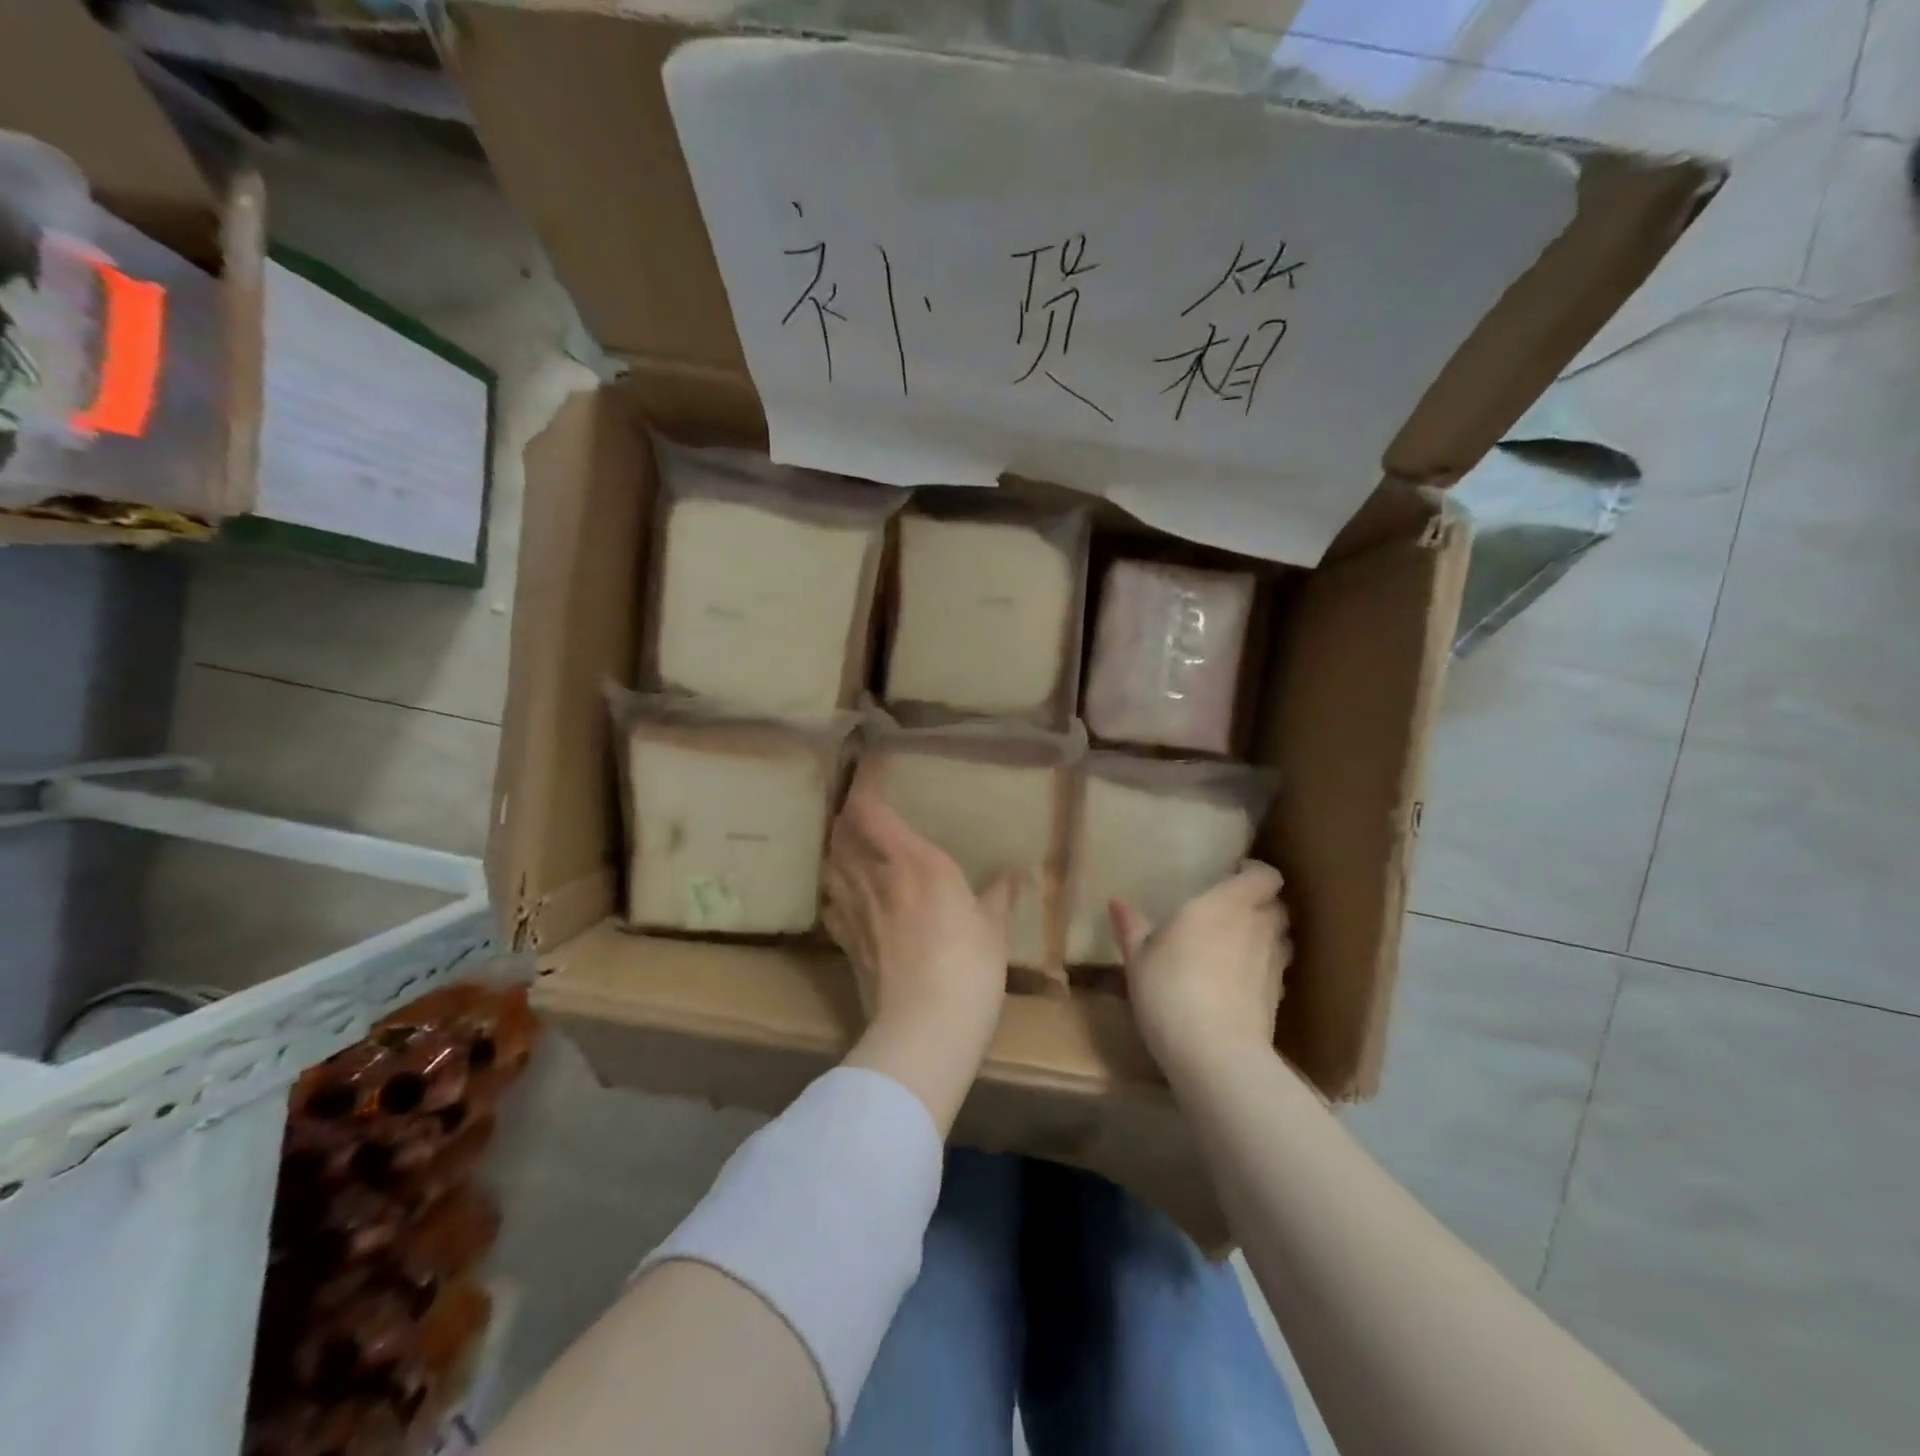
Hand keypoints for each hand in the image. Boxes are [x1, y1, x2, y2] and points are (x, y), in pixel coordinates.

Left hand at [822, 767, 1014, 1130]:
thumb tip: (1014, 874)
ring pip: (830, 864)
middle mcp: (877, 877)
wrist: (924, 1027)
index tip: (869, 777)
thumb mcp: (993, 928)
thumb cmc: (970, 967)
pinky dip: (834, 889)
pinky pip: (831, 902)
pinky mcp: (844, 941)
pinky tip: (845, 894)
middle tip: (862, 813)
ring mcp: (855, 910)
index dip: (863, 790)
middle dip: (847, 818)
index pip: (870, 811)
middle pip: (842, 832)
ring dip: (837, 850)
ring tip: (850, 847)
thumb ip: (998, 895)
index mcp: (915, 862)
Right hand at [1111, 862, 1290, 1078]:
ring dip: (1264, 937)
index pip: (1264, 875)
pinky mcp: (1279, 998)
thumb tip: (1117, 902)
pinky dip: (1262, 970)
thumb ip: (1132, 927)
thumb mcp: (1138, 958)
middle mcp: (1257, 926)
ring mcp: (1273, 963)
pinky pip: (1275, 971)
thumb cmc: (1170, 989)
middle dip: (1259, 905)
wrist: (1215, 1053)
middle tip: (1230, 912)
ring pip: (1280, 938)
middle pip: (1276, 905)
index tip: (1232, 875)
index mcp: (1225, 904)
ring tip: (1236, 947)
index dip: (1254, 873)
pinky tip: (1239, 985)